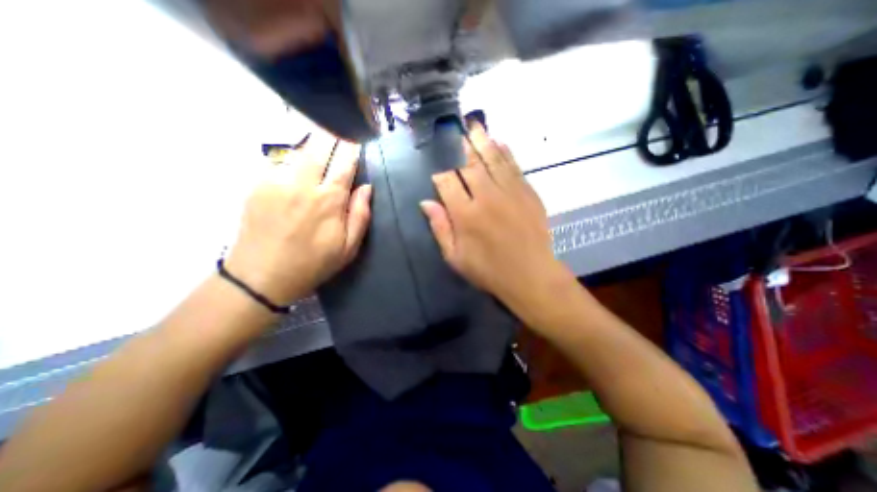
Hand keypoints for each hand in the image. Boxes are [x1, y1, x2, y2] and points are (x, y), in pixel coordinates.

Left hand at [224, 131, 370, 307]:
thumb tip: (367, 187)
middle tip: (339, 130)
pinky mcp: (257, 184)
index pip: (344, 163)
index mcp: (328, 200)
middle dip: (332, 134)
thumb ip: (360, 215)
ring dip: (312, 145)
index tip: (357, 137)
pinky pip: (280, 161)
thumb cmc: (312, 263)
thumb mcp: (348, 247)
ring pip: (298, 150)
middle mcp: (302, 184)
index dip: (352, 147)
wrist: (260, 276)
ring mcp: (276, 181)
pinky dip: (293, 159)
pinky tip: (298, 165)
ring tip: (321, 144)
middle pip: (319, 146)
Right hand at [420, 123, 569, 313]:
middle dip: (461, 147)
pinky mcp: (528, 193)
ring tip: (476, 125)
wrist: (530, 275)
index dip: (440, 175)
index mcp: (465, 214)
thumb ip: (440, 228)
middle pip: (470, 164)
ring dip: (483, 141)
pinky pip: (514, 167)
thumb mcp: (455, 257)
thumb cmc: (489, 271)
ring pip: (493, 159)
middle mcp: (486, 197)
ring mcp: (509, 192)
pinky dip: (506, 153)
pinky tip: (500, 142)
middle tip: (457, 131)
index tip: (438, 174)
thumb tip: (426, 203)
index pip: (447, 182)